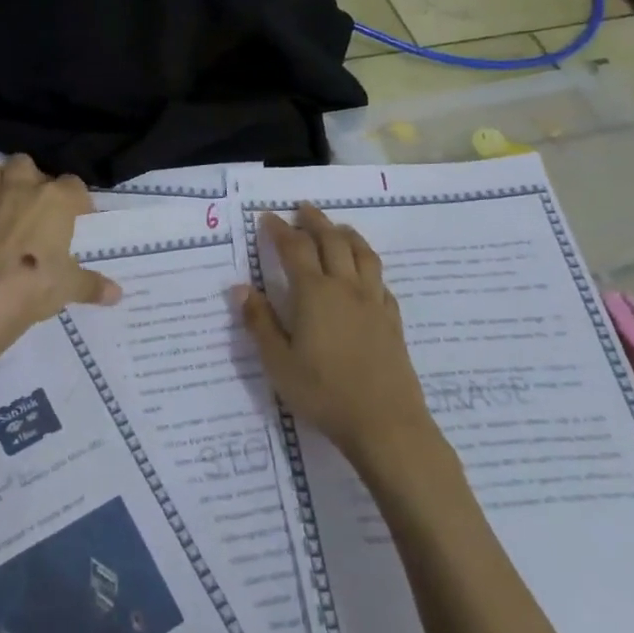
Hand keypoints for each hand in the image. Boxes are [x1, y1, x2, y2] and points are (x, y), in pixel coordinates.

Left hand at [0, 155, 120, 367]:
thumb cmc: (35, 287)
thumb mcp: (70, 288)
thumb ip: (93, 286)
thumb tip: (117, 295)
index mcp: (54, 200)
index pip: (73, 185)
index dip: (77, 199)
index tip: (79, 217)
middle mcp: (20, 190)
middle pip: (25, 163)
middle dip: (30, 178)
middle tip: (35, 204)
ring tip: (1, 201)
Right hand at [236, 204, 435, 466]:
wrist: (386, 423)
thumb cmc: (323, 393)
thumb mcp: (278, 362)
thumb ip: (259, 322)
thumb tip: (240, 288)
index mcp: (314, 293)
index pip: (294, 249)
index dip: (279, 229)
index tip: (267, 217)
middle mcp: (346, 288)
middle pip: (332, 241)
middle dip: (315, 221)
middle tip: (302, 208)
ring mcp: (374, 303)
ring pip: (363, 254)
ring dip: (347, 234)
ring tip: (337, 227)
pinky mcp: (392, 321)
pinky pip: (381, 281)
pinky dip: (369, 266)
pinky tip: (365, 275)